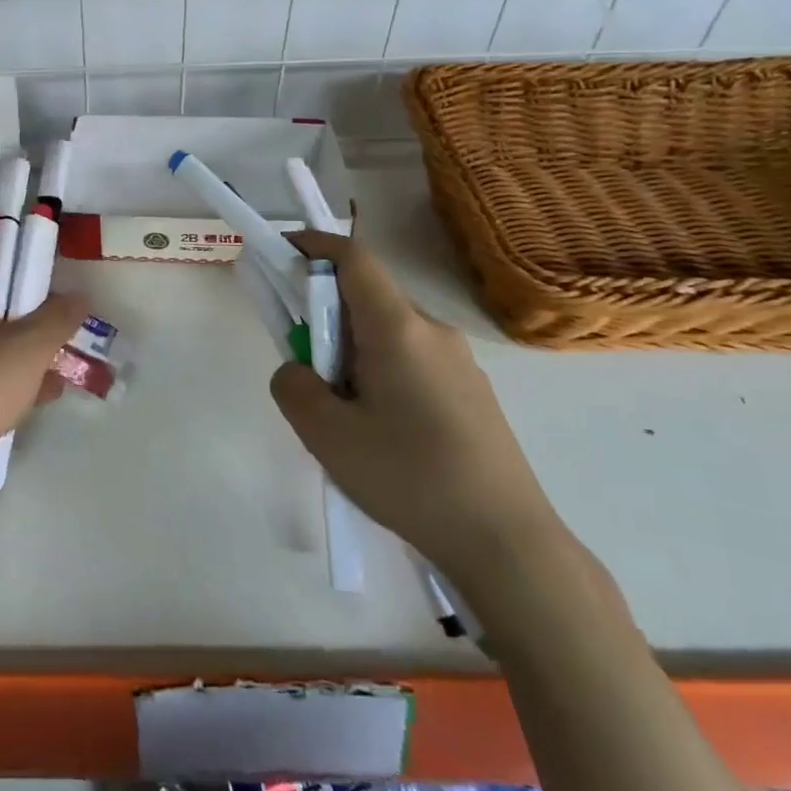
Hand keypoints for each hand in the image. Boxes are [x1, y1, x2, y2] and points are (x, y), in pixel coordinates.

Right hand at [269, 229, 561, 582]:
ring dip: (352, 350)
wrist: (508, 544)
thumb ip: (293, 386)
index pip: (354, 259)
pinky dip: (380, 372)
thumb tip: (298, 369)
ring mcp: (460, 363)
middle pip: (369, 298)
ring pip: (389, 334)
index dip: (315, 245)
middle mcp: (433, 332)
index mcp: (398, 328)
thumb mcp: (327, 435)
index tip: (282, 251)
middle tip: (303, 364)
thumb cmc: (410, 478)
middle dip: (326, 314)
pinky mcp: (473, 393)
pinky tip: (381, 433)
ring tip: (342, 414)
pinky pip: (412, 361)